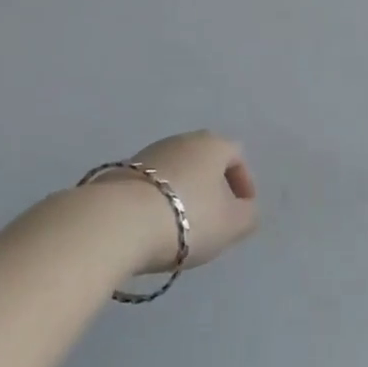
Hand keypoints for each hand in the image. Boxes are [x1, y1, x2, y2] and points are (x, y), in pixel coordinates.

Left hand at [96, 132, 259, 274]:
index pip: (237, 156)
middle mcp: (182, 139)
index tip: (242, 211)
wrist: (119, 221)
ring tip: (182, 228)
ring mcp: (149, 153)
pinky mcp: (121, 172)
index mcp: (213, 144)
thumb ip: (248, 215)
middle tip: (213, 219)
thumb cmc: (188, 218)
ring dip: (183, 194)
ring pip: (177, 171)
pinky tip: (154, 227)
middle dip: (212, 188)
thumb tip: (246, 209)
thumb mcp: (232, 224)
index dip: (244, 183)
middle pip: (205, 161)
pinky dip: (159, 201)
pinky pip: (151, 185)